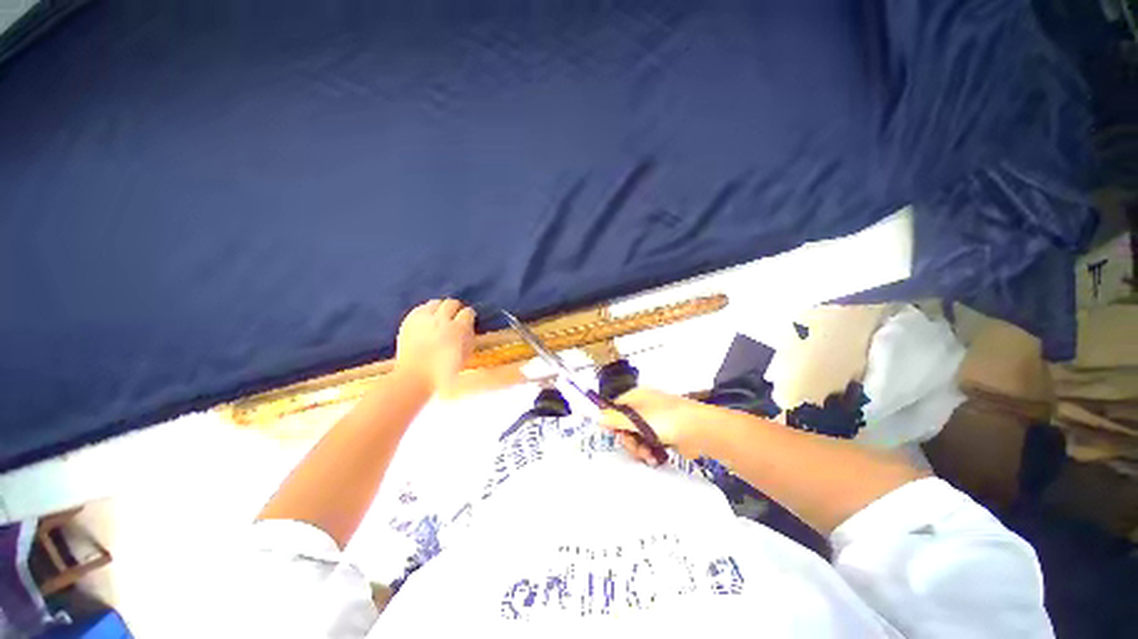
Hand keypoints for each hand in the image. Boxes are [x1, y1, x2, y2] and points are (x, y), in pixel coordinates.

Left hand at [394, 299, 475, 392]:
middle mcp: (442, 319)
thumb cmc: (445, 370)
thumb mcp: (465, 353)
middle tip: (456, 317)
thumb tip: (469, 326)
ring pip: (436, 302)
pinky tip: (428, 321)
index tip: (469, 321)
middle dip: (456, 309)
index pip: (468, 312)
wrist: (415, 377)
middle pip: (452, 303)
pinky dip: (426, 312)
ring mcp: (423, 319)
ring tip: (441, 317)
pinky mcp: (409, 320)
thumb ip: (469, 336)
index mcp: (459, 329)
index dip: (469, 317)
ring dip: (441, 308)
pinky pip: (421, 308)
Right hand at [598, 388, 709, 463]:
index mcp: (636, 396)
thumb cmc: (665, 420)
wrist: (699, 430)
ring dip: (639, 449)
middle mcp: (644, 406)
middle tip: (634, 448)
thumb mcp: (635, 419)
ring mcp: (656, 420)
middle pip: (625, 424)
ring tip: (647, 456)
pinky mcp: (666, 433)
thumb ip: (614, 419)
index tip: (615, 435)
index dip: (613, 422)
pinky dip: (650, 451)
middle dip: (628, 440)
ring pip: (637, 436)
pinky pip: (650, 443)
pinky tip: (654, 458)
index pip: (616, 407)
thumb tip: (597, 417)